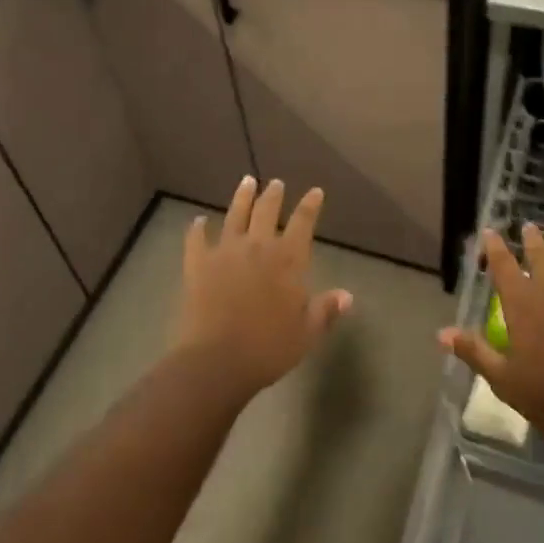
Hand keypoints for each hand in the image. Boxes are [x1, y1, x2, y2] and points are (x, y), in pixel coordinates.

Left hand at [172, 177, 351, 397]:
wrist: (217, 361)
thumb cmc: (268, 348)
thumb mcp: (307, 333)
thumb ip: (325, 310)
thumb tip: (347, 295)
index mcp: (288, 260)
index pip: (303, 223)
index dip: (310, 205)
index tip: (315, 191)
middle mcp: (257, 246)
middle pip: (266, 212)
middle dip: (273, 195)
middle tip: (276, 183)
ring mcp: (225, 252)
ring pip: (235, 215)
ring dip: (241, 198)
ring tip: (246, 181)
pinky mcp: (198, 264)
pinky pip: (196, 239)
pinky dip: (197, 228)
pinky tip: (198, 221)